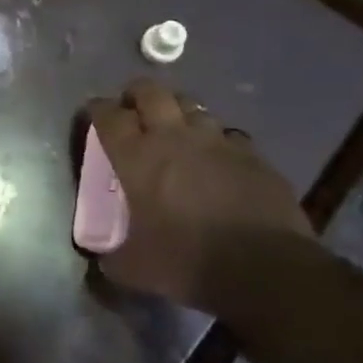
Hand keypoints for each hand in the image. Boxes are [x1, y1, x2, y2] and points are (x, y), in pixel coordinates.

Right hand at [86, 79, 312, 312]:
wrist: (267, 270)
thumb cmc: (188, 261)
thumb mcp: (135, 270)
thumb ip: (112, 259)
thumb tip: (102, 261)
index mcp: (136, 157)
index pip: (107, 115)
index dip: (97, 109)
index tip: (94, 114)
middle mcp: (173, 137)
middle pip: (151, 92)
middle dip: (138, 94)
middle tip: (134, 109)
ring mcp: (217, 142)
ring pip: (193, 107)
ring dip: (180, 113)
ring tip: (178, 131)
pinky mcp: (253, 156)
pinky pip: (230, 135)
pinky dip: (219, 142)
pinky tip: (220, 160)